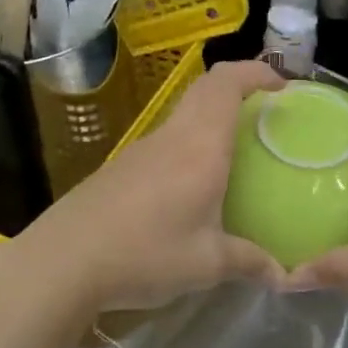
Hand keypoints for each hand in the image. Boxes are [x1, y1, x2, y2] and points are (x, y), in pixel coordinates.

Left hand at [2, 60, 285, 318]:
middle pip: (206, 88)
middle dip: (240, 87)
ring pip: (185, 113)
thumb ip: (249, 262)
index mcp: (200, 145)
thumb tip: (284, 275)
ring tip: (238, 148)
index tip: (283, 86)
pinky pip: (168, 139)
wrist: (63, 262)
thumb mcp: (207, 264)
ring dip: (214, 116)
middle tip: (266, 111)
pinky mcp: (122, 167)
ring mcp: (143, 149)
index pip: (226, 83)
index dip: (256, 72)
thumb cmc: (145, 253)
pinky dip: (191, 141)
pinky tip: (195, 183)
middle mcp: (173, 136)